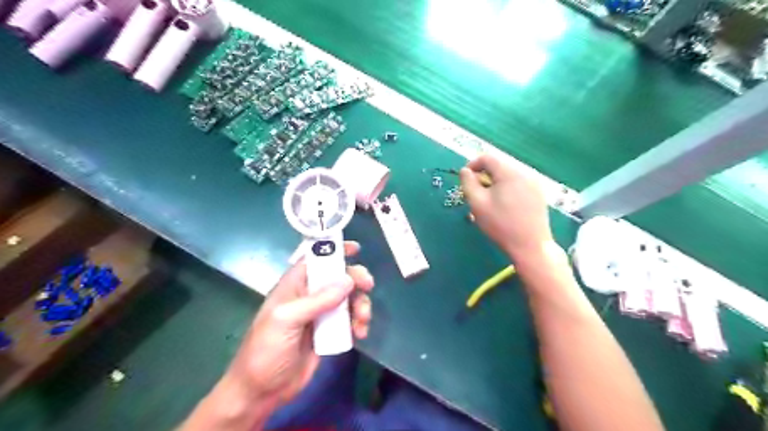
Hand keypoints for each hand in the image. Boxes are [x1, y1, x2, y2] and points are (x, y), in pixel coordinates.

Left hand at [222, 243, 374, 406]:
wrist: (262, 392)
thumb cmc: (266, 350)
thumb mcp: (287, 320)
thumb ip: (317, 300)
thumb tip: (348, 281)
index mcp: (294, 286)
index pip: (315, 259)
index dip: (334, 250)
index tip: (356, 249)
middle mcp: (309, 295)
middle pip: (338, 277)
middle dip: (355, 279)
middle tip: (367, 286)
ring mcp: (321, 314)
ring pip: (349, 298)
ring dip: (361, 305)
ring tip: (362, 321)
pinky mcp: (330, 332)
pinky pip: (350, 319)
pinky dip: (359, 322)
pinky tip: (360, 334)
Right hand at [462, 156, 552, 259]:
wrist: (530, 246)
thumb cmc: (500, 224)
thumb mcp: (477, 203)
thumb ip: (468, 183)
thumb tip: (465, 170)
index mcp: (509, 172)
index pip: (487, 158)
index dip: (472, 165)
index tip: (465, 180)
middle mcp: (525, 173)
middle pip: (499, 166)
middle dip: (484, 177)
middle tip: (475, 194)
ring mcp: (534, 183)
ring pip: (508, 176)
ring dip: (495, 184)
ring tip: (488, 202)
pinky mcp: (539, 194)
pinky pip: (518, 185)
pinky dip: (507, 190)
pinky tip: (504, 207)